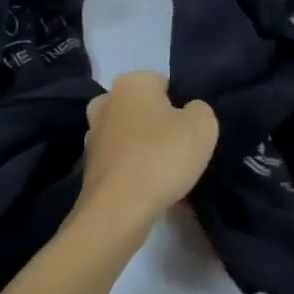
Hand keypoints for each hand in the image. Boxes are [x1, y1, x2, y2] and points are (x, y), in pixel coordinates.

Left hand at [77, 72, 218, 228]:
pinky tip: (155, 191)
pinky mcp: (90, 168)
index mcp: (131, 82)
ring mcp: (94, 136)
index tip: (192, 129)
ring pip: (134, 137)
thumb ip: (200, 109)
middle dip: (162, 126)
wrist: (118, 211)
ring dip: (150, 151)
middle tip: (183, 150)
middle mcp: (106, 102)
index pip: (166, 84)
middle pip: (146, 110)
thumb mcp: (203, 125)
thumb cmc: (162, 156)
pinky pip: (124, 163)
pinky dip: (138, 173)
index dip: (184, 105)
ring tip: (171, 175)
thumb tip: (187, 114)